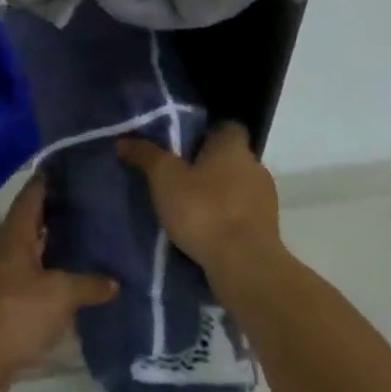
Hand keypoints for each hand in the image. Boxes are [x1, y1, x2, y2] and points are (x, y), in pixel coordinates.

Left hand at [0, 177, 116, 385]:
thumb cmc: (16, 314)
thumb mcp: (60, 296)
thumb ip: (88, 284)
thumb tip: (114, 282)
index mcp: (13, 236)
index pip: (30, 197)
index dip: (45, 182)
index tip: (64, 169)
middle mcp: (0, 249)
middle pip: (28, 223)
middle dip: (52, 215)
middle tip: (84, 207)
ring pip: (25, 252)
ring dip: (48, 248)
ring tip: (80, 244)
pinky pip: (23, 279)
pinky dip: (42, 276)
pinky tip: (63, 285)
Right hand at [118, 123, 281, 280]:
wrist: (244, 265)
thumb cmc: (204, 209)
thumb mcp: (164, 178)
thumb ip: (146, 155)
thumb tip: (123, 140)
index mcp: (233, 147)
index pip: (226, 127)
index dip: (206, 132)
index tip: (183, 143)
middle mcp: (255, 166)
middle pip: (230, 158)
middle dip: (208, 165)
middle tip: (178, 175)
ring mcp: (265, 200)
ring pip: (237, 187)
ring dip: (218, 194)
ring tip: (188, 206)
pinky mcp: (267, 230)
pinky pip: (242, 214)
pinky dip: (226, 218)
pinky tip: (204, 230)